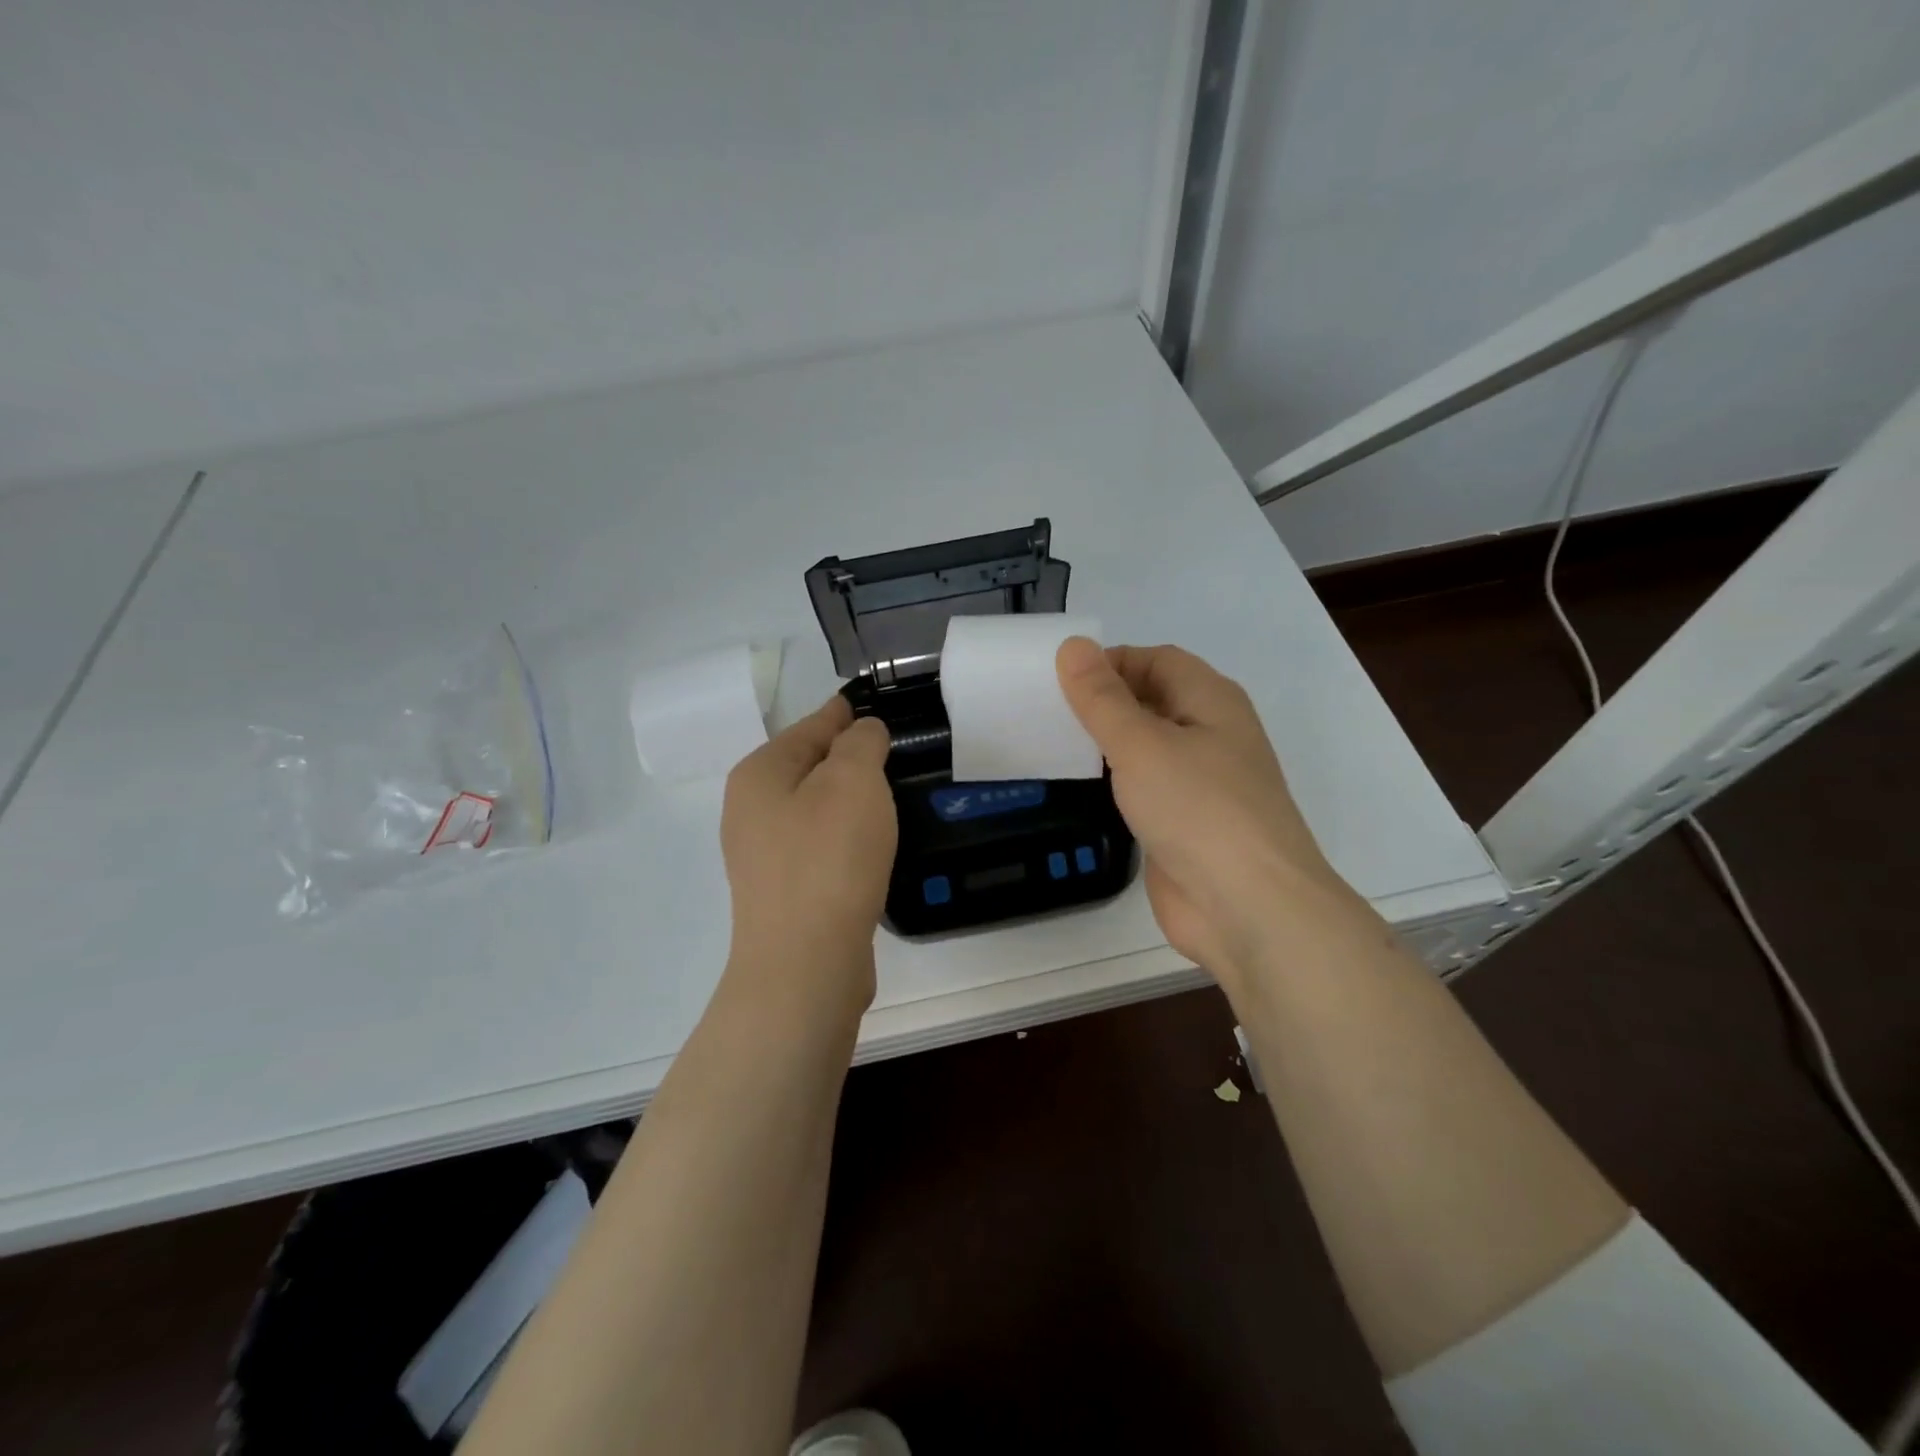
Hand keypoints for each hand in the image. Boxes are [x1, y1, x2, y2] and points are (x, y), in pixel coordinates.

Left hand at [720, 695, 896, 1013]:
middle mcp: (750, 810)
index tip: (872, 707)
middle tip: (894, 753)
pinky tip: (871, 846)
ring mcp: (763, 856)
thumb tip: (862, 731)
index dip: (843, 714)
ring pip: (814, 809)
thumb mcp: (853, 781)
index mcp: (759, 774)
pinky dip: (845, 838)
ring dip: (848, 801)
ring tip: (889, 796)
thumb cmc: (829, 858)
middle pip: (808, 768)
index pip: (810, 727)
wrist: (805, 964)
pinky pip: (819, 847)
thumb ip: (860, 743)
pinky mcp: (784, 893)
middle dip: (848, 758)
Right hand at [1056, 637, 1359, 987]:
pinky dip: (1114, 782)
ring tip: (1050, 743)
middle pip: (1151, 700)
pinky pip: (1145, 788)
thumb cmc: (1199, 809)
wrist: (1249, 907)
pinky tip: (1079, 788)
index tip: (1058, 680)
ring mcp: (1200, 782)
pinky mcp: (1185, 824)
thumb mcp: (1141, 744)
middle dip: (1102, 702)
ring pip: (1146, 747)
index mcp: (1211, 700)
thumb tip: (1073, 646)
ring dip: (1105, 743)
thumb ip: (1102, 698)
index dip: (1109, 662)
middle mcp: (1210, 734)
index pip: (1155, 660)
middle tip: (1044, 711)